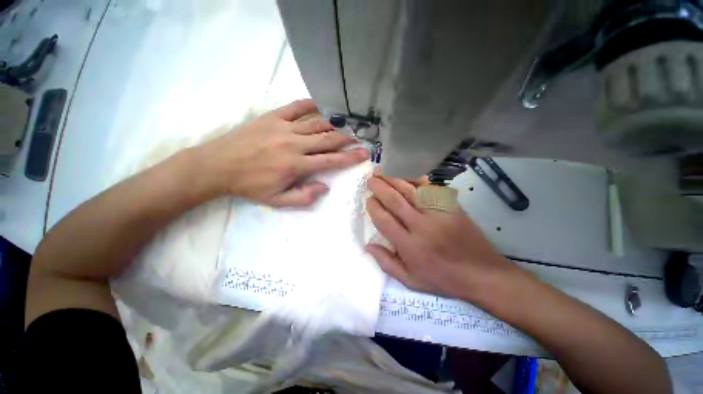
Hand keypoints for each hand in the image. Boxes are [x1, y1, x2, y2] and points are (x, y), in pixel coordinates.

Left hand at [197, 99, 368, 205]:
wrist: (217, 166)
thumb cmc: (249, 186)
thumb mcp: (277, 201)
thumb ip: (304, 197)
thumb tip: (324, 187)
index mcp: (296, 165)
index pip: (331, 160)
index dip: (350, 157)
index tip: (364, 153)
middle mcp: (294, 144)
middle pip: (328, 139)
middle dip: (347, 140)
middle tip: (359, 140)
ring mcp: (283, 127)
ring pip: (316, 123)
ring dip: (333, 125)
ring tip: (345, 127)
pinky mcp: (272, 117)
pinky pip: (296, 107)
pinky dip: (310, 105)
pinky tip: (320, 106)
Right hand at [365, 173, 517, 302]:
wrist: (483, 274)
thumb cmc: (443, 279)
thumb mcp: (410, 281)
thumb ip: (386, 263)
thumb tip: (367, 245)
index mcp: (410, 246)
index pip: (385, 220)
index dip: (374, 207)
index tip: (368, 199)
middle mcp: (422, 227)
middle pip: (395, 201)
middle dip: (380, 187)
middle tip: (371, 178)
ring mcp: (439, 214)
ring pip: (411, 191)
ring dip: (394, 179)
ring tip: (383, 171)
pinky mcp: (452, 207)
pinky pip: (430, 189)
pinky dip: (416, 180)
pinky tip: (407, 174)